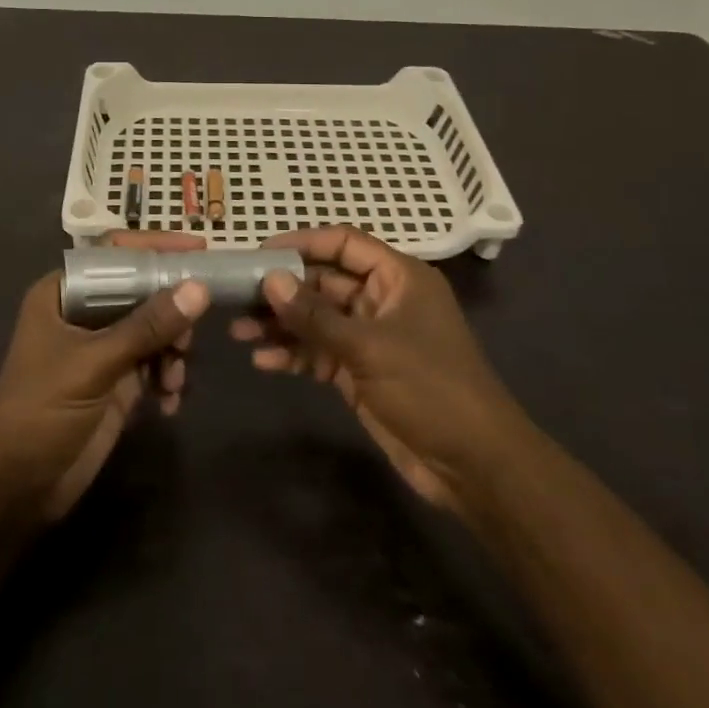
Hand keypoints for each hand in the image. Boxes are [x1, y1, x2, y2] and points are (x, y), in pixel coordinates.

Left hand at [0, 231, 210, 523]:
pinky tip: (169, 402)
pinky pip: (156, 364)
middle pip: (142, 291)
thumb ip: (147, 327)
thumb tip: (198, 289)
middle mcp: (85, 313)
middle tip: (189, 336)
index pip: (115, 254)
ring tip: (174, 380)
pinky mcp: (117, 382)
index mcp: (65, 293)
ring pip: (155, 329)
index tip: (198, 248)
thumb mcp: (94, 364)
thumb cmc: (41, 411)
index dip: (156, 247)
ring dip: (173, 350)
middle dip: (172, 312)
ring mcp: (103, 348)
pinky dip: (168, 378)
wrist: (16, 488)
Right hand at [232, 225, 514, 515]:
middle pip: (324, 283)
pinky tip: (262, 361)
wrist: (472, 464)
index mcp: (398, 277)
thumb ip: (316, 316)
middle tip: (236, 295)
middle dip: (283, 290)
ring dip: (281, 325)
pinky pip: (320, 353)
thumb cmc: (429, 387)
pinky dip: (294, 355)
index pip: (345, 244)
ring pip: (317, 320)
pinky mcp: (361, 372)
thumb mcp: (369, 347)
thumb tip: (269, 280)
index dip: (303, 243)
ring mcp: (371, 338)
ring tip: (237, 331)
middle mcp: (382, 301)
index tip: (260, 252)